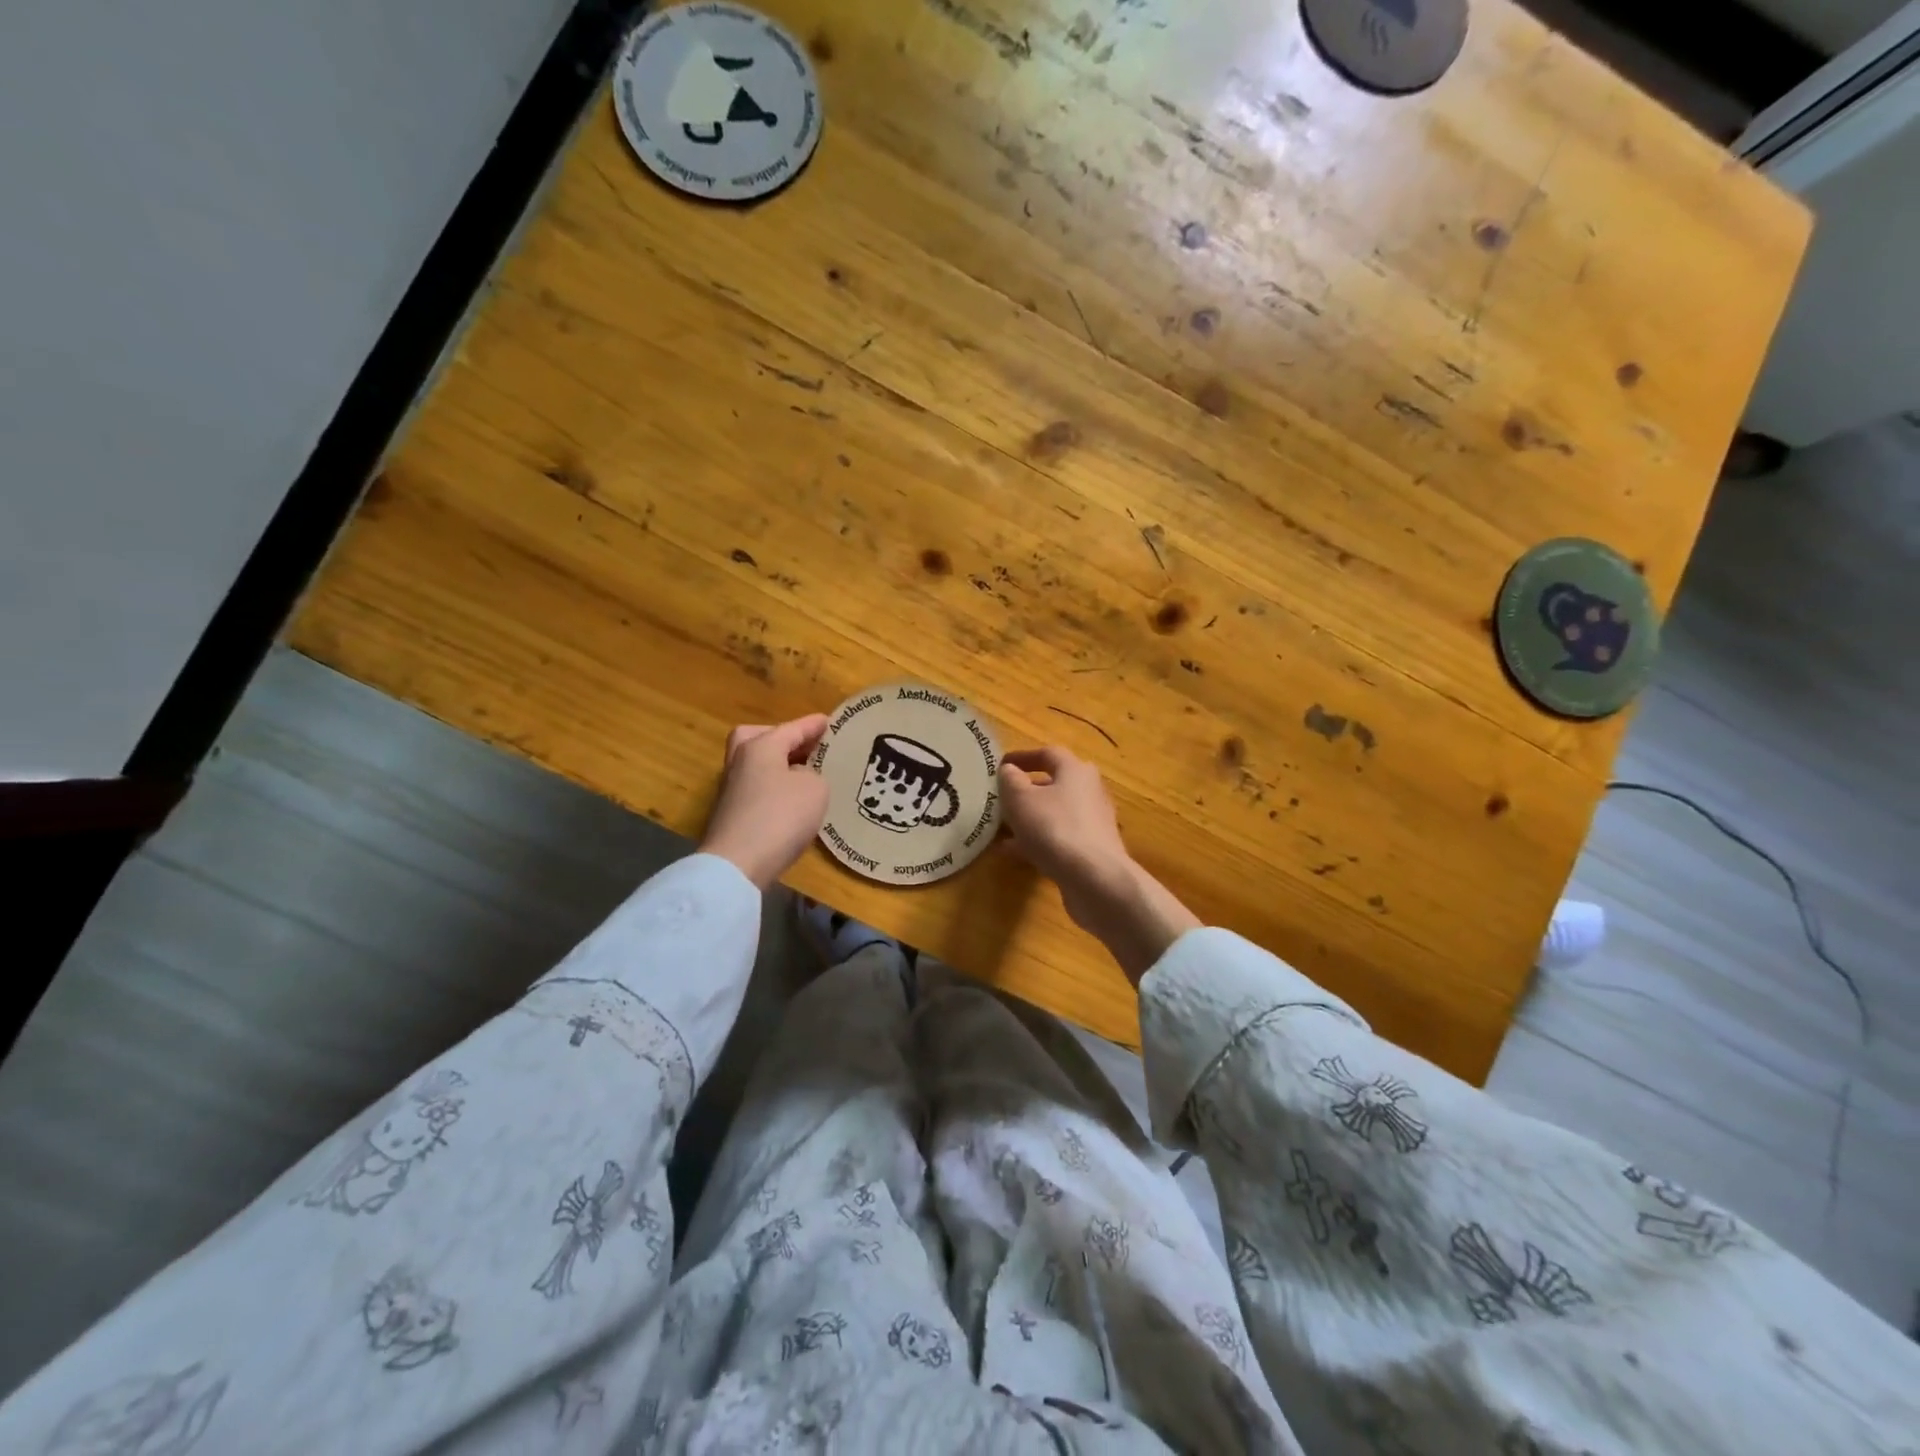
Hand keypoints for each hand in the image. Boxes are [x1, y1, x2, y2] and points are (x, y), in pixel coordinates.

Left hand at [699, 715, 829, 889]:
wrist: (738, 863)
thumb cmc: (781, 816)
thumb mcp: (815, 789)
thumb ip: (813, 775)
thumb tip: (799, 778)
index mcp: (760, 747)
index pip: (791, 728)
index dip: (813, 725)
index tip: (829, 721)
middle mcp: (740, 761)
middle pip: (758, 738)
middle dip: (782, 739)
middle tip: (805, 747)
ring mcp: (731, 789)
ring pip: (755, 765)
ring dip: (777, 766)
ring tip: (804, 775)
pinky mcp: (730, 814)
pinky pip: (756, 789)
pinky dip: (773, 789)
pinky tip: (791, 802)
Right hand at [999, 747, 1199, 982]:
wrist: (1095, 879)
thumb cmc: (1054, 828)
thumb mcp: (1020, 799)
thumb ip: (1010, 781)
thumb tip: (1009, 770)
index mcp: (1075, 770)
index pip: (1048, 754)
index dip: (1023, 757)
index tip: (1000, 766)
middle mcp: (1089, 791)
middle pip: (1054, 784)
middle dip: (1026, 791)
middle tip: (1001, 799)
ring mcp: (1093, 822)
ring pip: (1055, 813)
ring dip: (1029, 818)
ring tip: (1001, 829)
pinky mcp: (1092, 849)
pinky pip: (1059, 837)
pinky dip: (1038, 840)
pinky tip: (1014, 852)